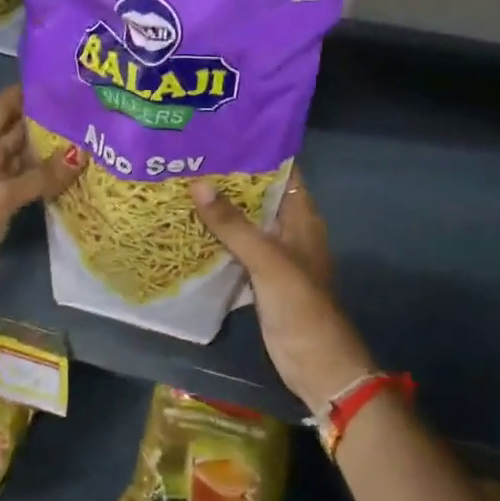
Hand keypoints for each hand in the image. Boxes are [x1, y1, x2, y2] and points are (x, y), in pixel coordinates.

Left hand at [0, 85, 84, 282]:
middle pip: (14, 131)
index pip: (1, 107)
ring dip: (47, 148)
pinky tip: (72, 170)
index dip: (25, 92)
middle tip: (84, 108)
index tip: (60, 80)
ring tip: (86, 133)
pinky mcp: (0, 209)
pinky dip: (45, 176)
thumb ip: (41, 175)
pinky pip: (26, 183)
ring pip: (22, 158)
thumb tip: (82, 153)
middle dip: (43, 119)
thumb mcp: (0, 197)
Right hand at [190, 166, 375, 415]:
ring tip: (182, 184)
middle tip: (189, 158)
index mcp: (301, 217)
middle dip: (228, 179)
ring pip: (245, 223)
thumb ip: (233, 224)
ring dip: (220, 208)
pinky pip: (237, 249)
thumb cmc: (300, 306)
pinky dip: (218, 238)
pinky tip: (189, 227)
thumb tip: (198, 183)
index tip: (219, 135)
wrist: (317, 365)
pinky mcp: (261, 278)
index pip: (282, 171)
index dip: (255, 151)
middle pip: (259, 195)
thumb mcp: (266, 260)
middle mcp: (289, 230)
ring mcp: (275, 255)